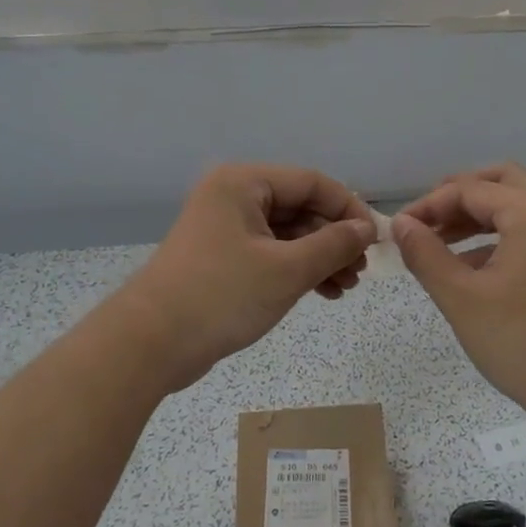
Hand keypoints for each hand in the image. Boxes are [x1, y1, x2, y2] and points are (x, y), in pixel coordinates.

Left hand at [116, 164, 375, 391]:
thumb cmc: (221, 296)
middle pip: (300, 207)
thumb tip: (367, 228)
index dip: (349, 209)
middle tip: (359, 272)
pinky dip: (297, 270)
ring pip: (287, 234)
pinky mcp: (221, 259)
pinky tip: (322, 293)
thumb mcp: (287, 270)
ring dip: (319, 258)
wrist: (150, 344)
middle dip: (334, 239)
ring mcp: (225, 228)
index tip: (375, 241)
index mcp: (243, 183)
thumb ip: (334, 245)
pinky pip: (270, 254)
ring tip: (345, 288)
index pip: (312, 183)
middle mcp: (233, 197)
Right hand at [392, 163, 525, 433]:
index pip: (469, 189)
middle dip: (457, 197)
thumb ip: (426, 255)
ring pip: (516, 208)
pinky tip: (471, 271)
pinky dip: (497, 238)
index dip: (428, 205)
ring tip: (438, 246)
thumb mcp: (462, 298)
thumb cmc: (523, 343)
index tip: (398, 231)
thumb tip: (400, 224)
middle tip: (424, 223)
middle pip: (500, 182)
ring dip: (476, 217)